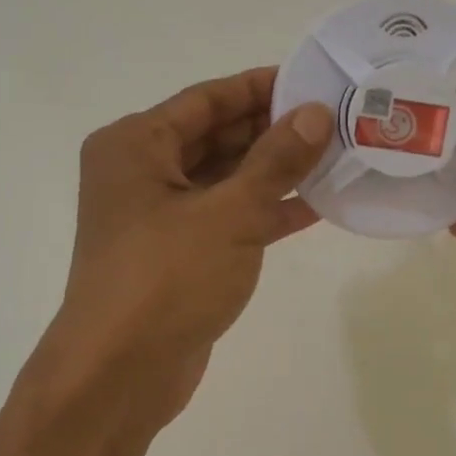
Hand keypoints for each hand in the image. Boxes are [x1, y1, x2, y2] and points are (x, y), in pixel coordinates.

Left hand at [31, 68, 332, 434]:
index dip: (261, 88)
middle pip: (216, 137)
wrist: (119, 374)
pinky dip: (264, 213)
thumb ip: (275, 161)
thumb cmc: (166, 279)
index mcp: (136, 145)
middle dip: (273, 131)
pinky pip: (226, 219)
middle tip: (335, 122)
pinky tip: (314, 207)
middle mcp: (141, 173)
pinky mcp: (178, 256)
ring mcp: (158, 218)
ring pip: (224, 181)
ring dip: (274, 173)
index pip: (207, 99)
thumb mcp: (229, 214)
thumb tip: (315, 114)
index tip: (313, 81)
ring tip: (335, 159)